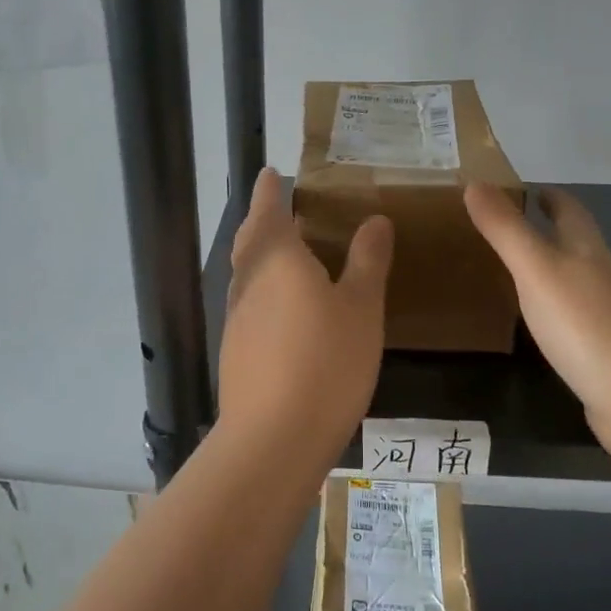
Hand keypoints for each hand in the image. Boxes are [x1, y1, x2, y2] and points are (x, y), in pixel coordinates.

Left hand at [219, 168, 393, 455]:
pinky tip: (284, 306)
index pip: (269, 209)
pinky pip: (250, 302)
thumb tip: (375, 220)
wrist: (273, 437)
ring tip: (287, 251)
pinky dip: (264, 288)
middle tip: (280, 206)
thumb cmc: (325, 361)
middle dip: (262, 218)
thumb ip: (367, 261)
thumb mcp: (360, 307)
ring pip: (247, 272)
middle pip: (251, 239)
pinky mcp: (236, 349)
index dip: (270, 190)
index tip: (270, 173)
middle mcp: (249, 281)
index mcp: (276, 258)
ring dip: (261, 253)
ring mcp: (237, 317)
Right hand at [465, 183, 610, 458]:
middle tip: (506, 229)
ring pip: (576, 281)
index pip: (570, 210)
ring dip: (550, 270)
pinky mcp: (605, 353)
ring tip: (513, 272)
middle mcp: (602, 276)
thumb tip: (474, 182)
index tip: (525, 187)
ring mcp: (609, 317)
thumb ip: (505, 229)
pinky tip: (539, 325)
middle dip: (548, 230)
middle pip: (576, 243)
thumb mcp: (535, 269)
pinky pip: (575, 319)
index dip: (549, 195)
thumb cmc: (585, 324)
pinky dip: (555, 310)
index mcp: (587, 250)